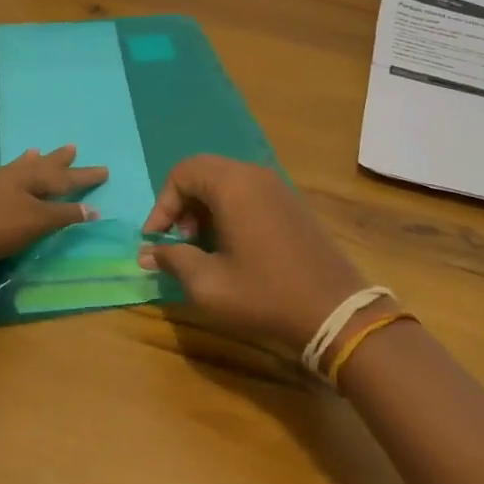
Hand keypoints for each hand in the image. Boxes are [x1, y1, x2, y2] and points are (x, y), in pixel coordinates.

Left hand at [0, 146, 108, 268]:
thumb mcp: (33, 223)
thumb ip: (62, 215)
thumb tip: (92, 208)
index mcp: (27, 181)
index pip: (63, 178)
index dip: (83, 176)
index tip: (104, 170)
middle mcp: (6, 177)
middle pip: (37, 166)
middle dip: (57, 161)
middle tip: (72, 147)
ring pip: (8, 169)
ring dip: (23, 162)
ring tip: (32, 150)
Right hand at [139, 156, 366, 353]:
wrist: (334, 311)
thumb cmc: (265, 295)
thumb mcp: (208, 284)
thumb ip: (173, 260)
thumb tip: (148, 252)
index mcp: (234, 185)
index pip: (183, 172)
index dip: (162, 204)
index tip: (155, 239)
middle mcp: (256, 175)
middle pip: (204, 173)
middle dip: (182, 205)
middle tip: (178, 242)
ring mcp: (278, 188)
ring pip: (227, 183)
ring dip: (205, 209)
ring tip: (202, 248)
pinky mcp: (292, 204)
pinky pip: (249, 194)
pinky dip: (229, 211)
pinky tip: (231, 248)